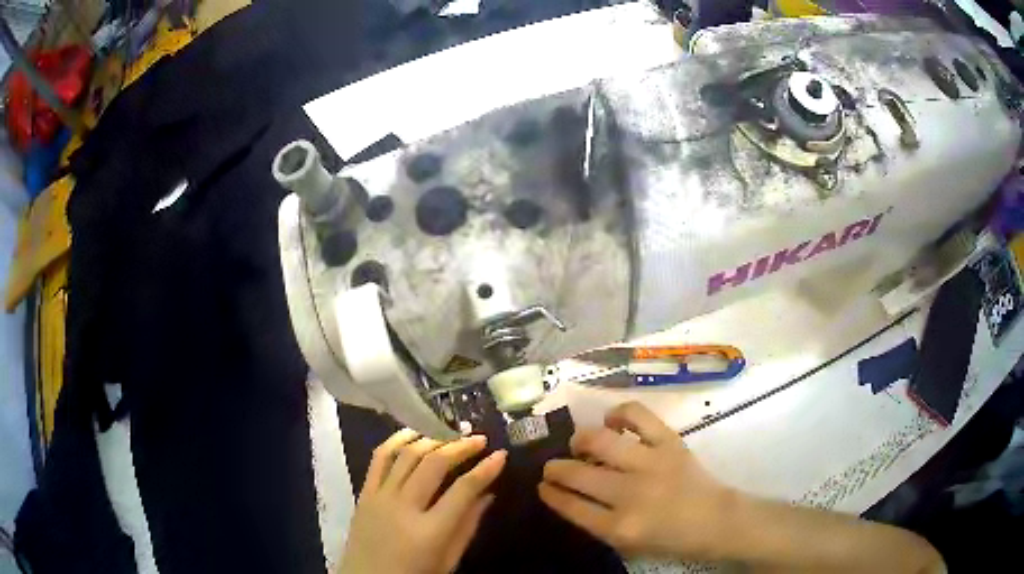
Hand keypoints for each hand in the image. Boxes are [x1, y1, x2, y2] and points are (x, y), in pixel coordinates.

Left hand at [339, 429, 506, 573]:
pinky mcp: (364, 493)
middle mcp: (404, 507)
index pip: (463, 490)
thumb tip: (488, 494)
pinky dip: (397, 440)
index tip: (501, 455)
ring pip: (407, 455)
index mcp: (430, 531)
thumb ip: (467, 527)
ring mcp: (380, 497)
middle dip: (461, 447)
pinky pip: (379, 458)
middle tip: (479, 439)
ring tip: (450, 435)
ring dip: (432, 440)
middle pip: (434, 464)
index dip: (485, 469)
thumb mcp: (448, 561)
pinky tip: (413, 433)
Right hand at [538, 401, 735, 559]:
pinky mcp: (669, 442)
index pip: (570, 506)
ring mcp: (650, 464)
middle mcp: (629, 494)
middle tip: (552, 467)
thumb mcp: (628, 544)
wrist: (716, 521)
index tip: (542, 486)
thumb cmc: (671, 539)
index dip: (550, 493)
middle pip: (576, 474)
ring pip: (598, 441)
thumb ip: (598, 523)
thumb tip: (572, 495)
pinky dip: (619, 413)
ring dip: (580, 440)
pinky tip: (612, 421)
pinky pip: (637, 416)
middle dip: (555, 468)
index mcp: (618, 527)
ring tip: (579, 444)